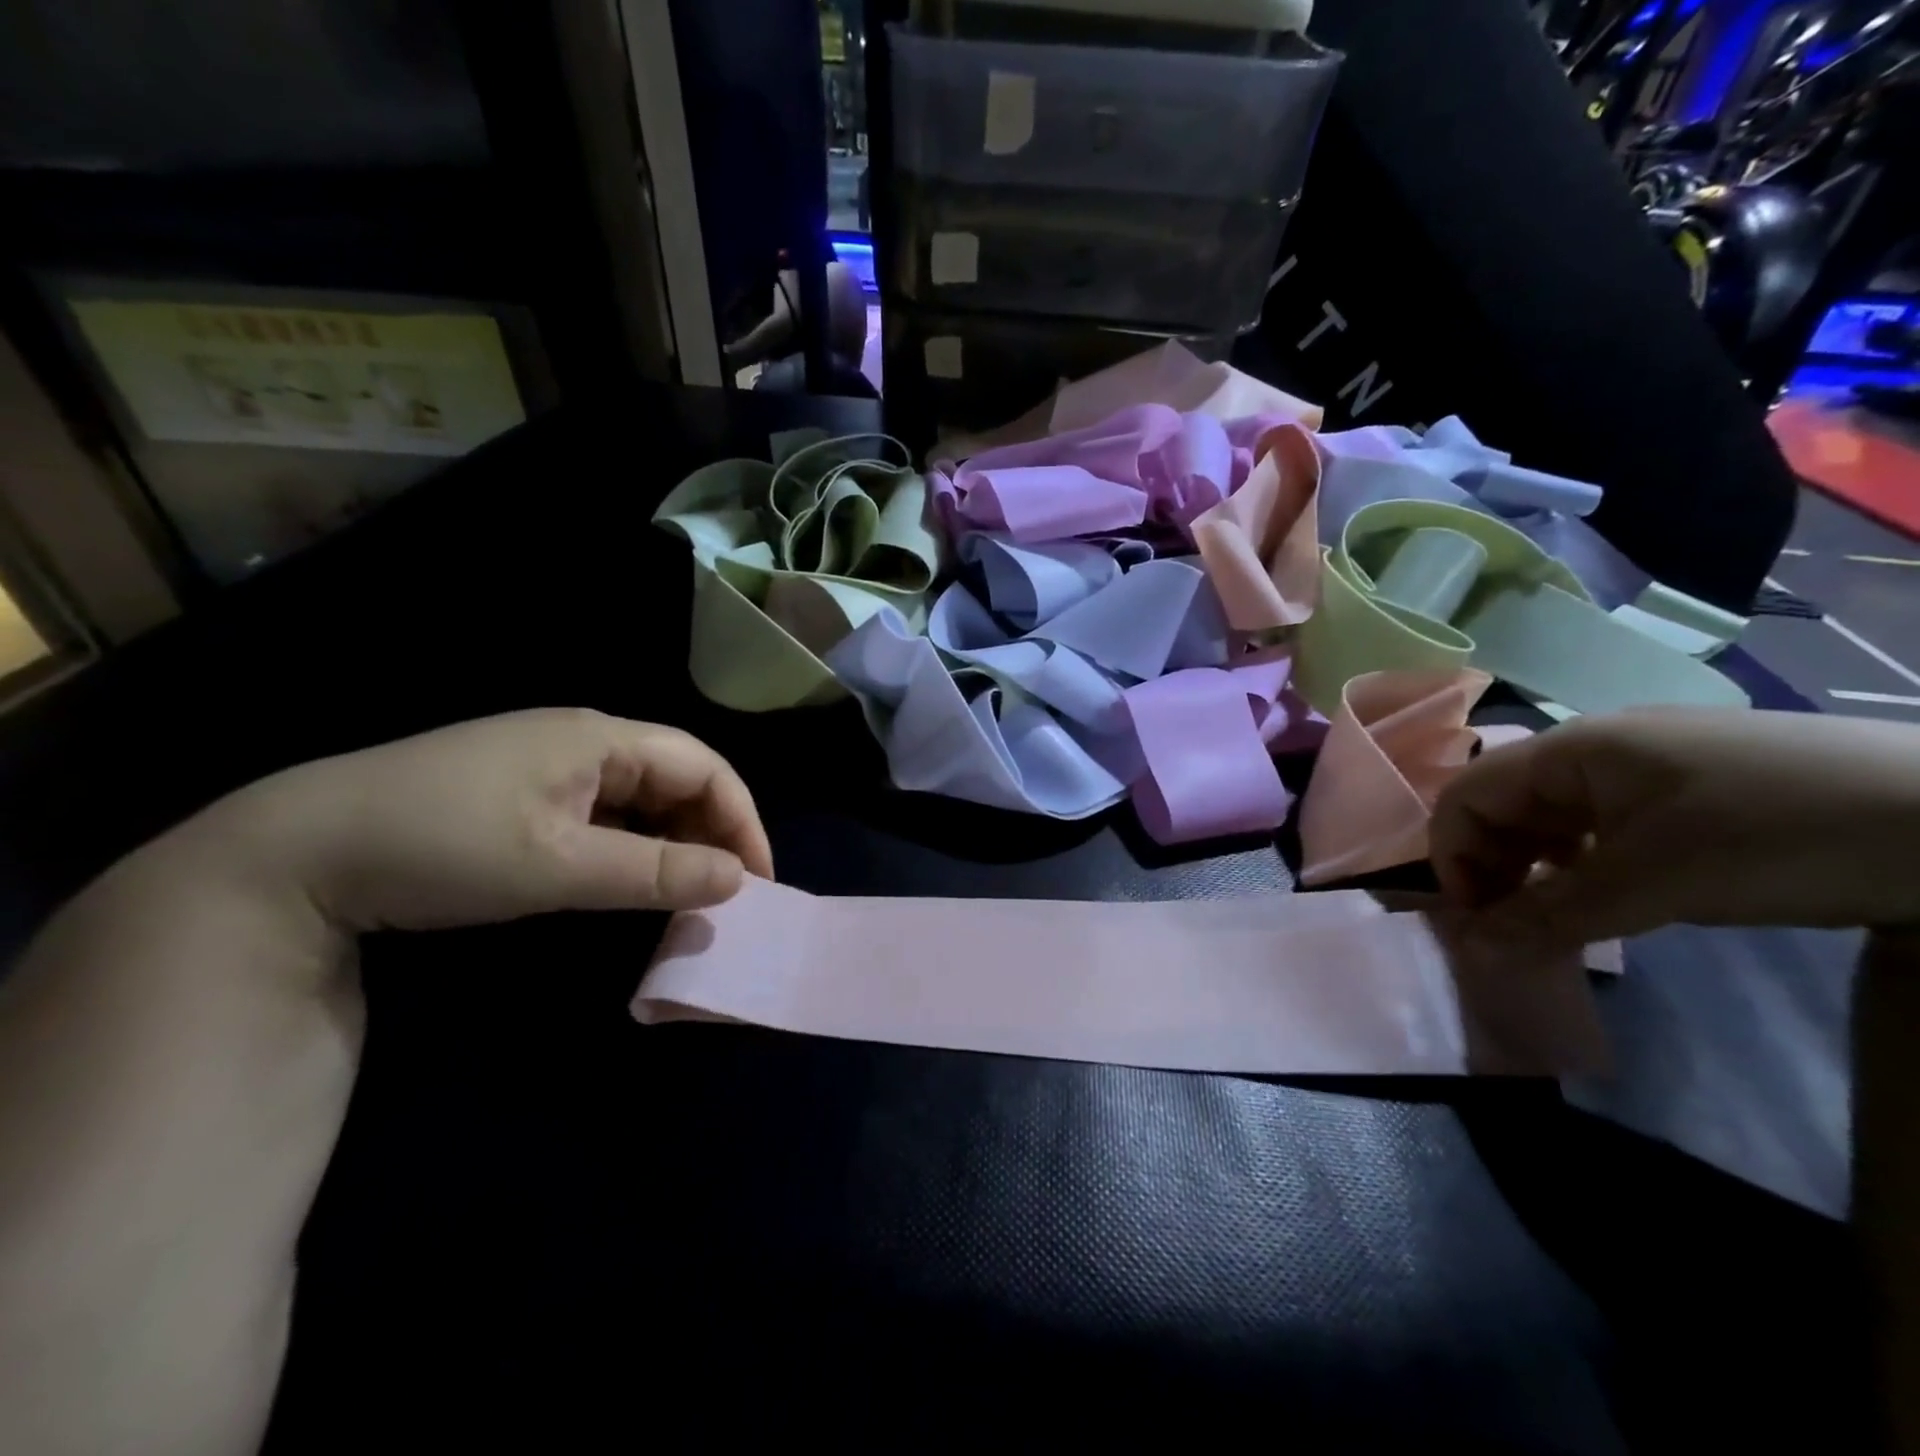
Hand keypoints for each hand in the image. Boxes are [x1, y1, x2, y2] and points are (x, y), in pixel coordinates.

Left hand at [194, 708, 773, 934]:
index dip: (741, 820)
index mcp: (599, 738)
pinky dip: (634, 845)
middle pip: (679, 776)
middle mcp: (584, 739)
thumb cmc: (442, 845)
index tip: (758, 880)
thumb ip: (653, 872)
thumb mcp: (556, 867)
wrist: (298, 850)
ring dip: (674, 840)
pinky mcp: (526, 791)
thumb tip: (738, 881)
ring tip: (685, 891)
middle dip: (712, 830)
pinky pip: (607, 811)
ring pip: (644, 796)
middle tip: (724, 892)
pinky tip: (629, 877)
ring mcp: (552, 763)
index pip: (704, 767)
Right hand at [1429, 708, 1919, 942]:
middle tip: (1514, 927)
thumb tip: (1470, 952)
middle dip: (1492, 865)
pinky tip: (1614, 890)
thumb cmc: (1776, 835)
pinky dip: (1585, 860)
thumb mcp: (1654, 883)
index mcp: (1570, 748)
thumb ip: (1551, 916)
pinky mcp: (1685, 787)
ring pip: (1551, 816)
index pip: (1466, 795)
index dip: (1452, 855)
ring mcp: (1643, 764)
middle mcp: (1593, 747)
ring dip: (1537, 867)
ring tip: (1561, 915)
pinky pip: (1600, 821)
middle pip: (1502, 804)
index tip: (1475, 919)